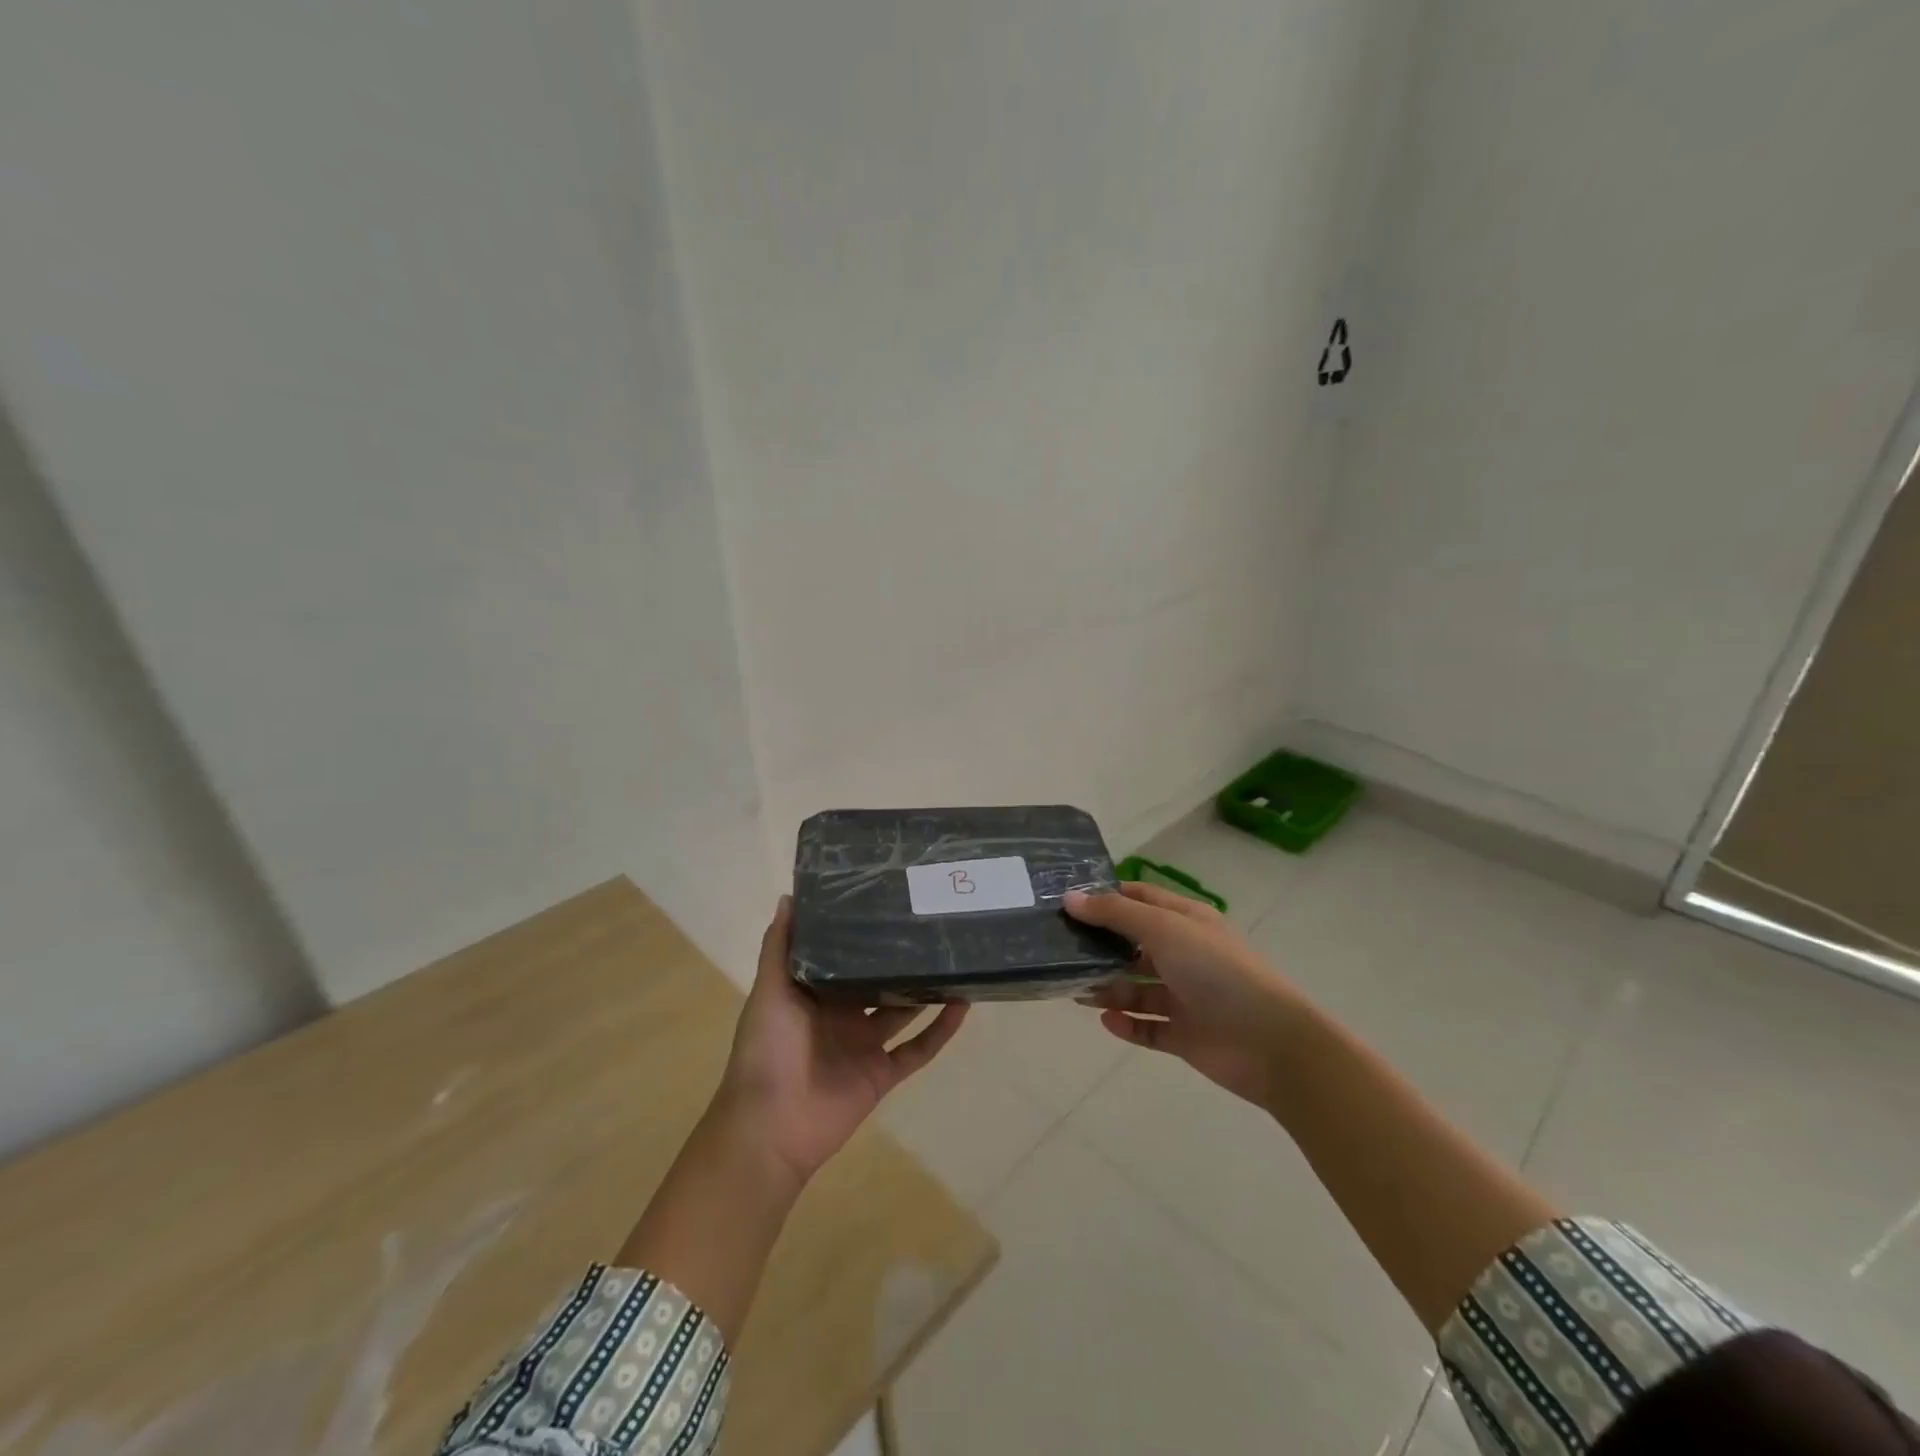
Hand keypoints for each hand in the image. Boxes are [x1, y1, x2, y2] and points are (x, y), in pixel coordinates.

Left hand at [715, 896, 968, 1187]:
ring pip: (904, 1012)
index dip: (862, 935)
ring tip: (953, 958)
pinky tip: (962, 1005)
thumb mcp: (769, 992)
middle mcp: (843, 1016)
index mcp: (815, 995)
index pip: (843, 957)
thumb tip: (789, 896)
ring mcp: (865, 1046)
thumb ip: (779, 948)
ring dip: (926, 991)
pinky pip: (918, 1050)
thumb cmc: (767, 1050)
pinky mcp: (883, 1073)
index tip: (888, 903)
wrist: (771, 1126)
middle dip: (899, 959)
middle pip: (878, 982)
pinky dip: (941, 1031)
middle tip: (931, 925)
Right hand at [1066, 883, 1308, 1108]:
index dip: (1107, 898)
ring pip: (1136, 988)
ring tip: (1076, 991)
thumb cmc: (1216, 970)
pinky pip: (1147, 1027)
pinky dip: (1127, 1024)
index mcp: (1186, 921)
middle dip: (1100, 947)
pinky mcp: (1184, 1035)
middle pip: (1133, 945)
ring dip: (1108, 988)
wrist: (1270, 1042)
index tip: (1068, 902)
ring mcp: (1185, 996)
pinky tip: (1107, 1020)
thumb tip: (1070, 898)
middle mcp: (1184, 955)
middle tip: (1059, 950)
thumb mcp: (1163, 929)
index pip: (1141, 899)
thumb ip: (1115, 914)